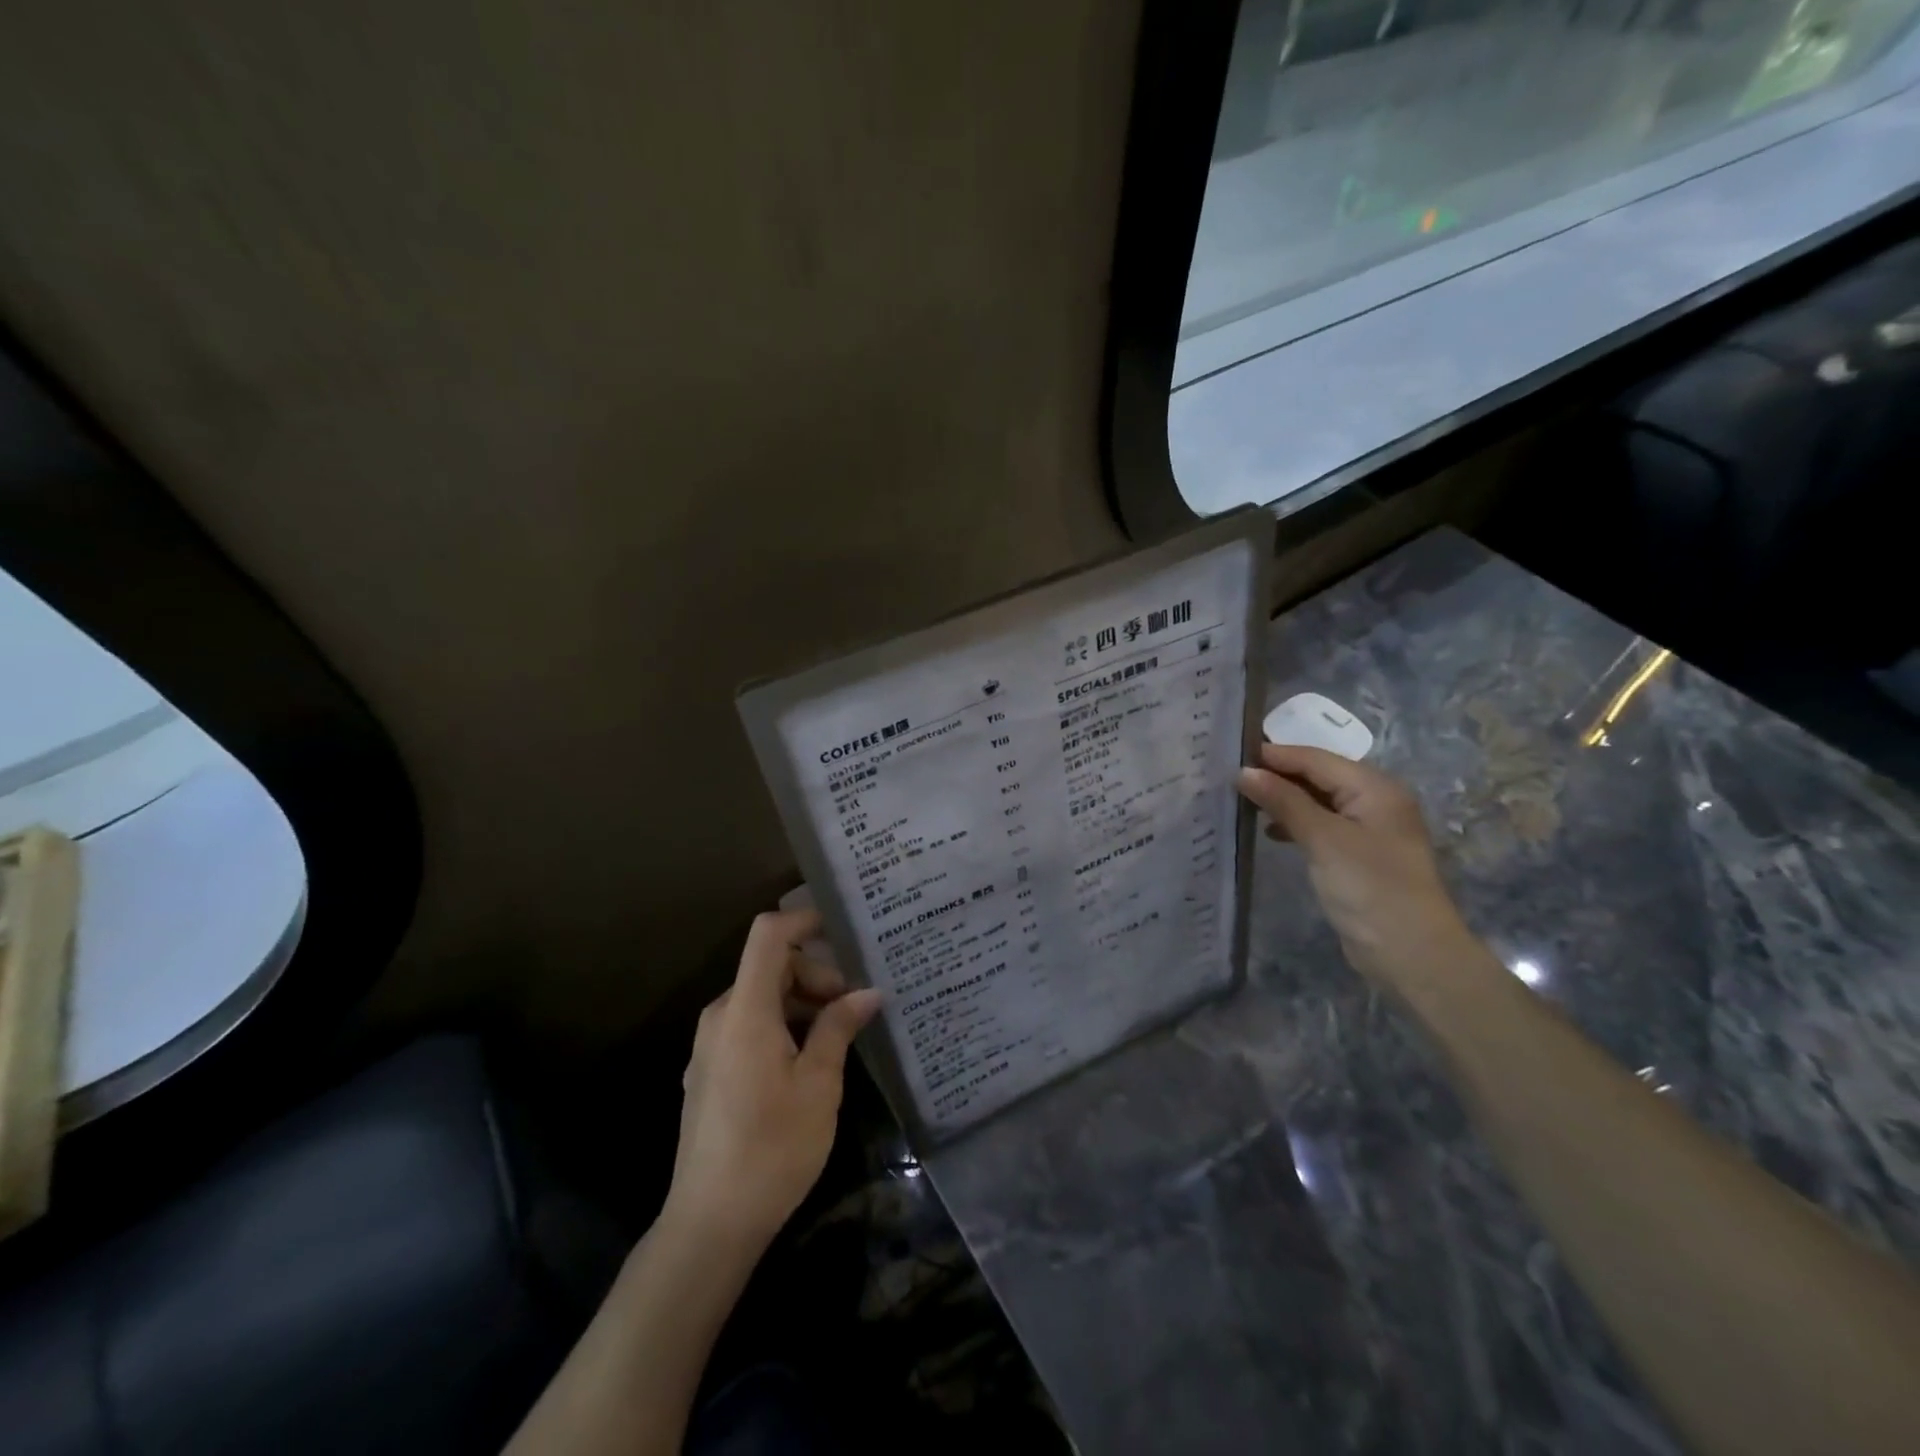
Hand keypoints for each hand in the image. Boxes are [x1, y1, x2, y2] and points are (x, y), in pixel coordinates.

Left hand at [663, 907, 881, 1253]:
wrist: (710, 1223)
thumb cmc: (772, 1148)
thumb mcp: (819, 1085)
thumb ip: (839, 1027)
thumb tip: (868, 992)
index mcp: (745, 1010)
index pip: (768, 934)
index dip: (804, 919)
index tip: (844, 930)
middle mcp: (720, 1017)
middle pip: (769, 966)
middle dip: (815, 974)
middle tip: (853, 1007)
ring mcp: (710, 1045)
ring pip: (761, 997)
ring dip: (801, 1002)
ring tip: (839, 1034)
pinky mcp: (710, 1071)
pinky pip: (749, 1025)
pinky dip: (782, 1025)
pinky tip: (809, 1059)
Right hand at [1237, 744, 1474, 990]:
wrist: (1410, 953)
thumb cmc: (1368, 886)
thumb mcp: (1322, 839)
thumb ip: (1283, 801)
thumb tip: (1244, 772)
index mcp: (1375, 787)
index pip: (1316, 759)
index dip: (1275, 755)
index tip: (1231, 753)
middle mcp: (1375, 801)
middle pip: (1318, 776)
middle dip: (1277, 775)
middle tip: (1231, 776)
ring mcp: (1369, 830)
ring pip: (1318, 801)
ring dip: (1284, 800)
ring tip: (1244, 801)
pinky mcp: (1358, 855)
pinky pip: (1322, 826)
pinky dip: (1295, 824)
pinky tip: (1270, 832)